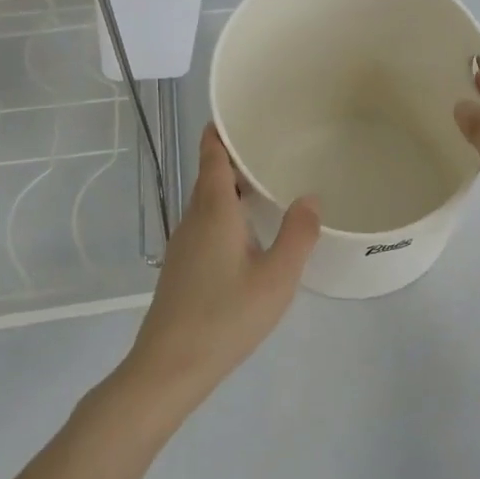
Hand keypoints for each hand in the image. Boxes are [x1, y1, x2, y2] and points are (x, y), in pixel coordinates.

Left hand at [115, 124, 319, 423]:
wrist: (169, 367)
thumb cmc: (225, 317)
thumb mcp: (276, 277)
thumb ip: (298, 234)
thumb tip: (310, 198)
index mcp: (213, 209)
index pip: (211, 152)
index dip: (222, 129)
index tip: (244, 111)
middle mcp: (193, 218)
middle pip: (211, 174)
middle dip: (237, 157)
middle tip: (274, 146)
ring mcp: (184, 243)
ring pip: (209, 201)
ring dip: (234, 186)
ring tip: (270, 183)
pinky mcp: (183, 266)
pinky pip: (207, 222)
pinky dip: (228, 211)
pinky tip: (251, 231)